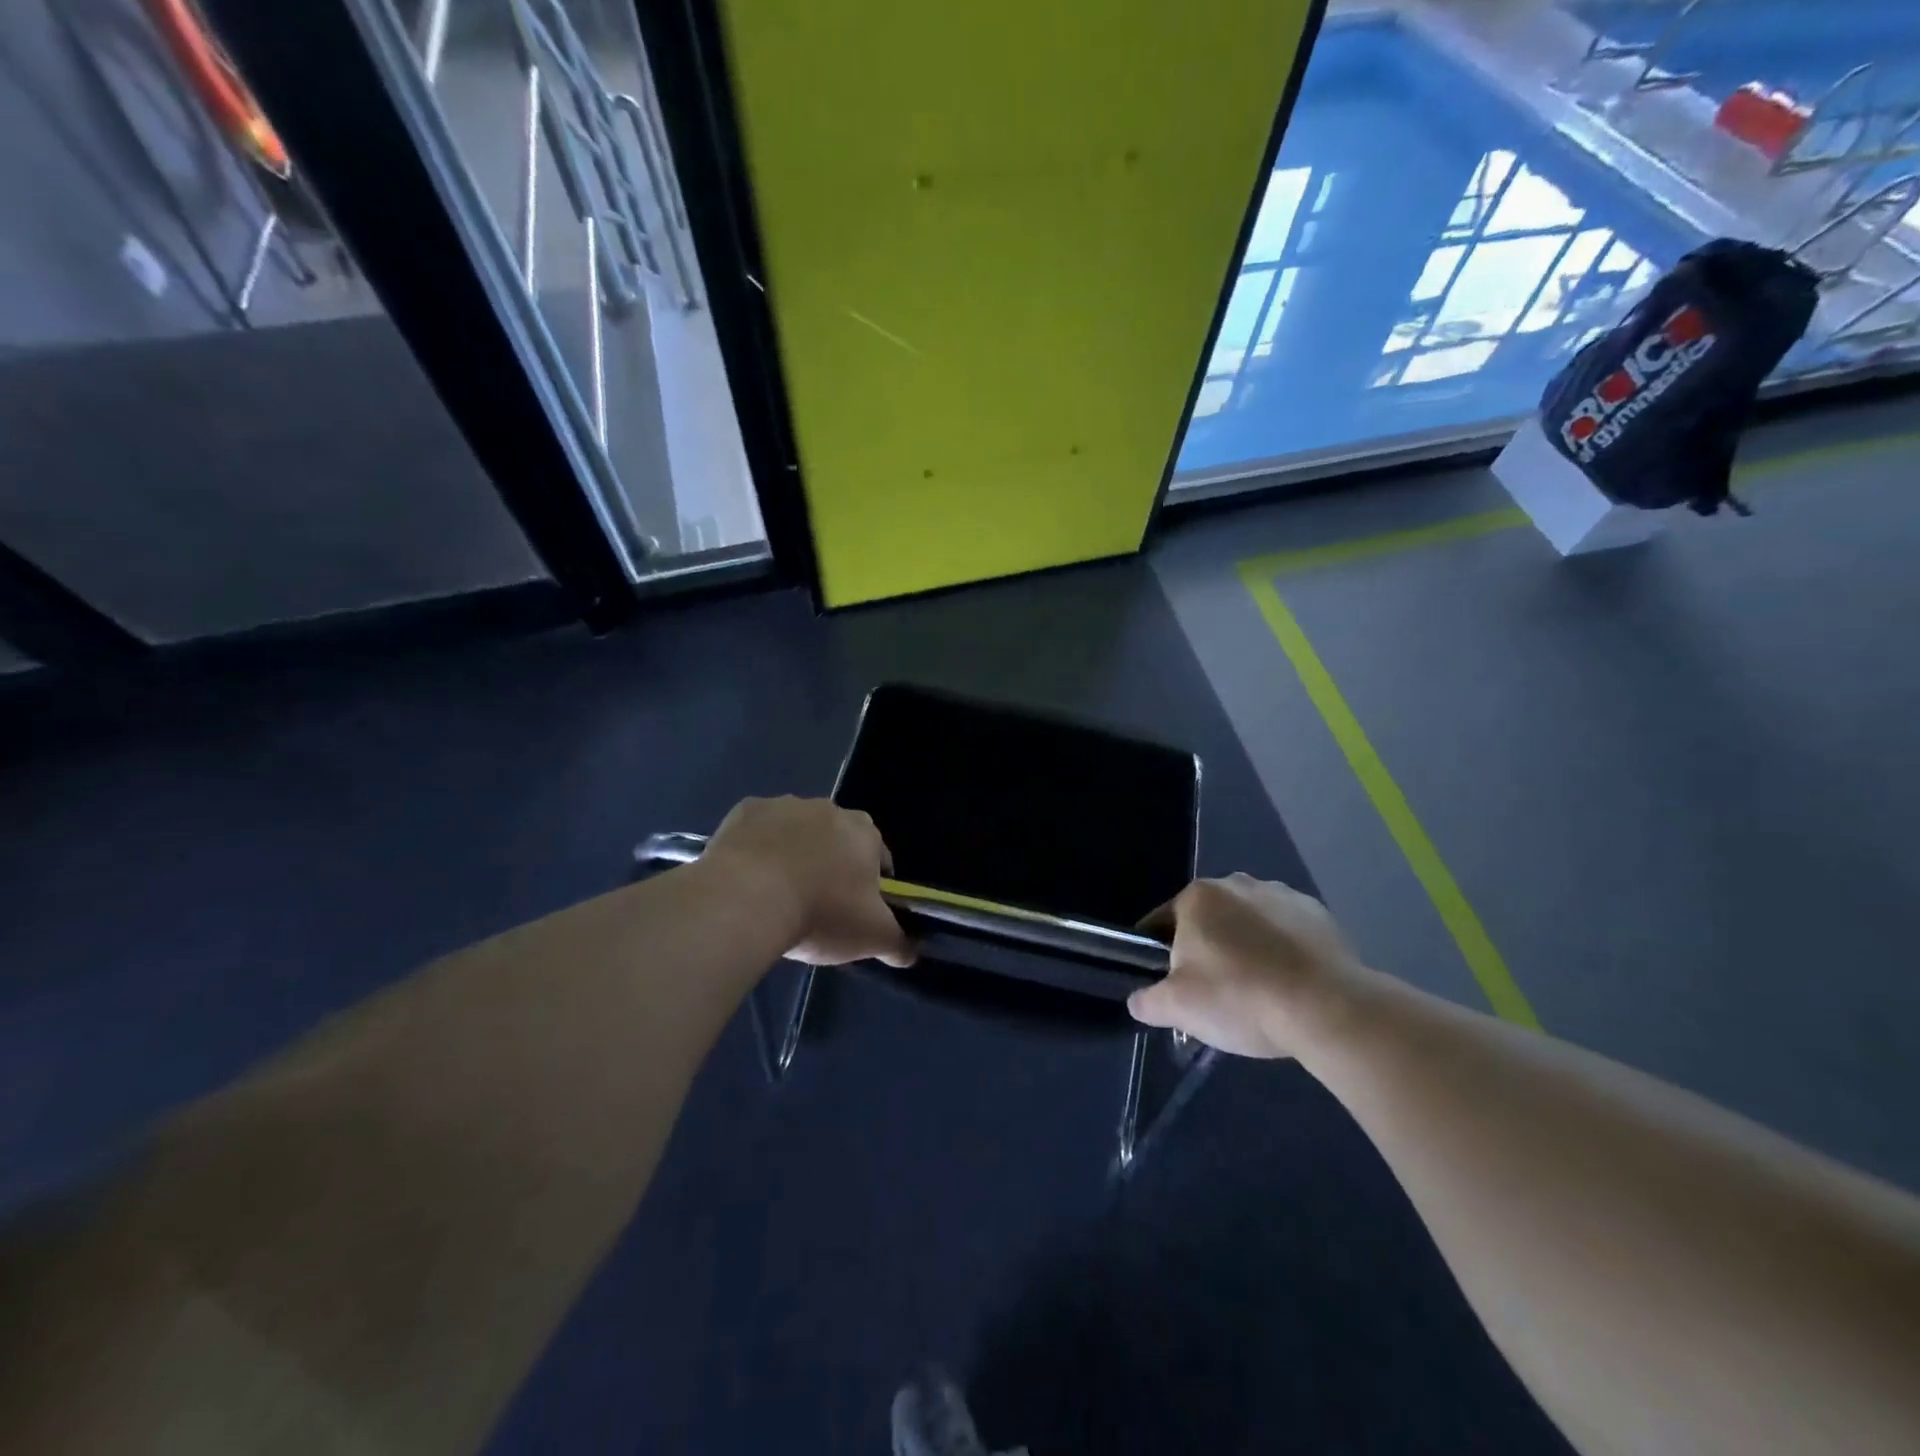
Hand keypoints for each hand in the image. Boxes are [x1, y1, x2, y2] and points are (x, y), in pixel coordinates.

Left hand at [702, 797, 916, 967]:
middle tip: (818, 906)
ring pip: (796, 833)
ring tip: (777, 897)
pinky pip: (758, 831)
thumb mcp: (872, 937)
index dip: (872, 885)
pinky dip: (757, 850)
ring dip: (793, 855)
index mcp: (865, 832)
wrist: (745, 899)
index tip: (857, 912)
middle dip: (831, 865)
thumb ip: (898, 942)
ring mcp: (783, 805)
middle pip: (837, 840)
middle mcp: (828, 808)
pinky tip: (748, 881)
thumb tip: (910, 952)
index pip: (879, 857)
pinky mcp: (744, 811)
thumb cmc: (821, 913)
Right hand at [1129, 874, 1364, 1058]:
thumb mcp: (1178, 1008)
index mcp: (1197, 897)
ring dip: (1245, 949)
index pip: (1162, 923)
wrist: (1328, 1008)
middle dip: (1206, 951)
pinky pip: (1286, 932)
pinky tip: (1289, 986)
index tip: (1169, 986)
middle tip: (1214, 995)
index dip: (1159, 956)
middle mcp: (1236, 883)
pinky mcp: (1318, 914)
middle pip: (1208, 921)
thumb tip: (1139, 1000)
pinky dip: (1282, 952)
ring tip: (1257, 994)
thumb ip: (1148, 1001)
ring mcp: (1281, 894)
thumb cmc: (1241, 998)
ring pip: (1248, 924)